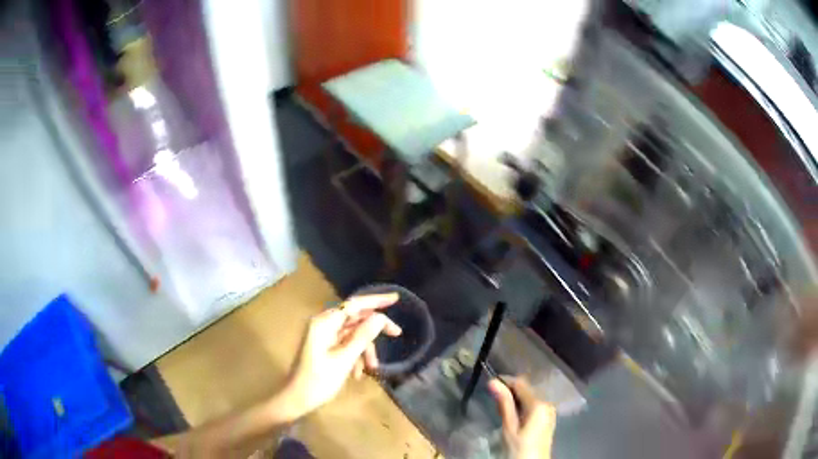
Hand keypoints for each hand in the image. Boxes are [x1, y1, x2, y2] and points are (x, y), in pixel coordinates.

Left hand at [281, 293, 401, 419]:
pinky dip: (355, 356)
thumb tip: (380, 317)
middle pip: (355, 318)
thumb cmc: (319, 380)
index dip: (375, 300)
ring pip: (353, 334)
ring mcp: (324, 335)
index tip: (396, 299)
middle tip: (396, 334)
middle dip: (374, 329)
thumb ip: (362, 337)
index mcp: (324, 323)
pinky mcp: (325, 346)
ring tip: (372, 368)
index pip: (354, 304)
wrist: (298, 399)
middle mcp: (324, 324)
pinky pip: (347, 344)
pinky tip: (357, 374)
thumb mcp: (344, 360)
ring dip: (365, 349)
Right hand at [488, 377, 556, 458]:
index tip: (490, 384)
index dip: (506, 381)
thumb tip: (493, 382)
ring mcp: (550, 410)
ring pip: (531, 397)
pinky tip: (513, 414)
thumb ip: (504, 404)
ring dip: (516, 398)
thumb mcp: (509, 427)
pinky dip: (523, 406)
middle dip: (511, 390)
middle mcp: (547, 403)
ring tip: (501, 407)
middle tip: (494, 399)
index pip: (521, 383)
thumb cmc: (519, 448)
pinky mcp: (548, 418)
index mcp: (539, 404)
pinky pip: (535, 405)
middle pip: (528, 389)